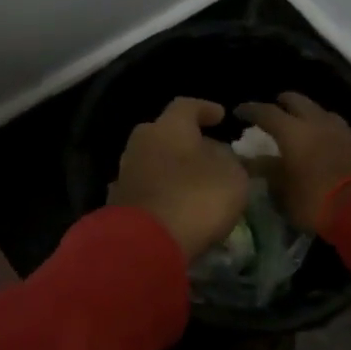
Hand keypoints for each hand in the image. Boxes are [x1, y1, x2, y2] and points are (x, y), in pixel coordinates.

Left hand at [107, 98, 250, 259]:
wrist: (145, 243)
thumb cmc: (195, 199)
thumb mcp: (232, 177)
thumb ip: (229, 160)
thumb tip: (217, 155)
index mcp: (168, 127)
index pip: (187, 106)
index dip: (206, 109)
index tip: (221, 116)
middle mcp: (141, 142)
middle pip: (164, 132)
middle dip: (185, 140)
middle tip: (206, 151)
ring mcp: (125, 172)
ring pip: (152, 160)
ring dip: (171, 167)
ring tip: (193, 181)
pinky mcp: (118, 201)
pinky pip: (145, 187)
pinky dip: (160, 190)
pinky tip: (174, 203)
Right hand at [234, 93, 350, 233]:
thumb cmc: (315, 200)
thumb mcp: (283, 191)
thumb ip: (267, 172)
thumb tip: (252, 162)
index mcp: (292, 131)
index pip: (266, 112)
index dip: (250, 110)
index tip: (239, 111)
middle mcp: (315, 122)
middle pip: (296, 101)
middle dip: (281, 103)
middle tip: (271, 111)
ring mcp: (339, 130)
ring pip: (318, 110)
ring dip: (305, 113)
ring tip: (297, 124)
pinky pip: (333, 125)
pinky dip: (321, 126)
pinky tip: (319, 138)